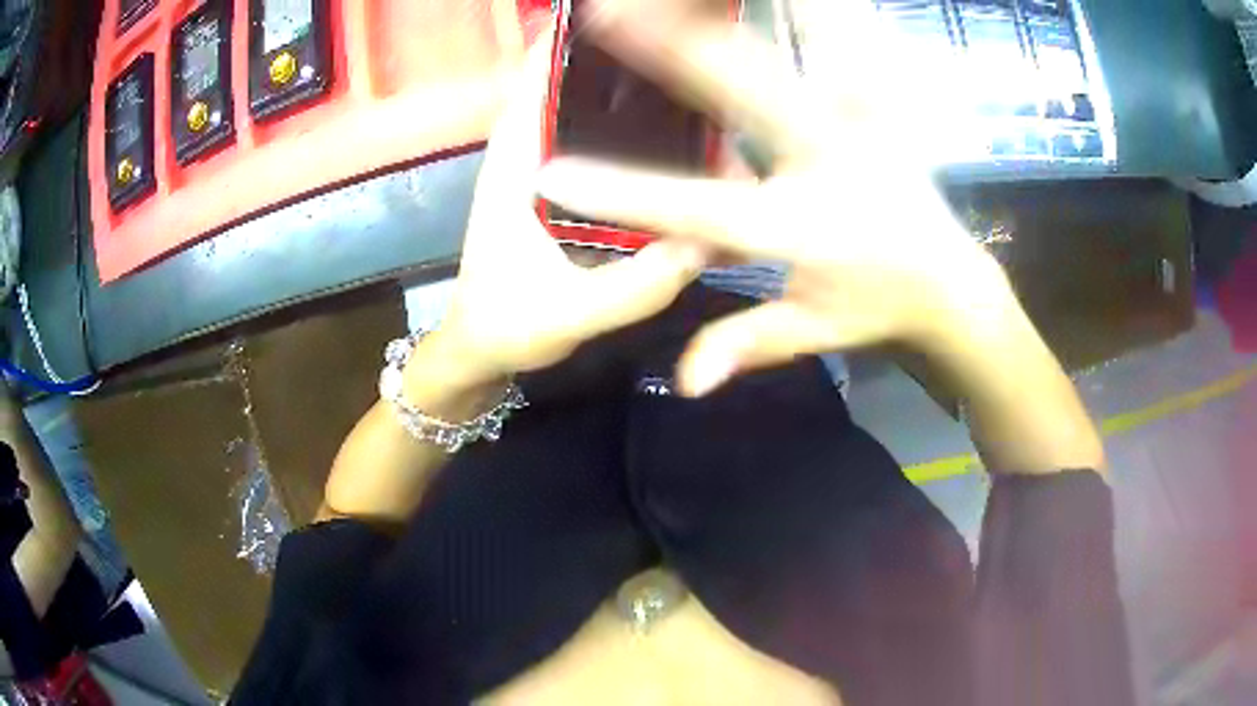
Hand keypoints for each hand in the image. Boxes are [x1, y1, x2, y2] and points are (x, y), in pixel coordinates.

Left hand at [427, 34, 707, 390]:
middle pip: (577, 88)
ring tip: (700, 96)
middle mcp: (533, 155)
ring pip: (594, 118)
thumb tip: (703, 244)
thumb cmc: (506, 326)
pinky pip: (609, 152)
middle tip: (688, 60)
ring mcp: (554, 172)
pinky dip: (641, 142)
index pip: (540, 79)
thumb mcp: (565, 314)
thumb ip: (629, 287)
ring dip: (637, 103)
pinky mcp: (571, 193)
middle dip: (625, 68)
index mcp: (516, 164)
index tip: (621, 21)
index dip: (573, 44)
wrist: (483, 351)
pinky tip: (689, 151)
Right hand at [535, 0, 1015, 396]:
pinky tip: (785, 6)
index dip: (618, 194)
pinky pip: (836, 48)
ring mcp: (853, 125)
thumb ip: (746, 345)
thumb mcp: (813, 332)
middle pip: (740, 92)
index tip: (554, 173)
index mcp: (794, 226)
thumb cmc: (877, 309)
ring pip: (784, 54)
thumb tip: (684, 382)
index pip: (690, 209)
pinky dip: (805, 20)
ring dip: (725, 20)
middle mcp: (821, 163)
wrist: (953, 285)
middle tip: (608, 15)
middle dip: (668, 48)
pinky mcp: (874, 107)